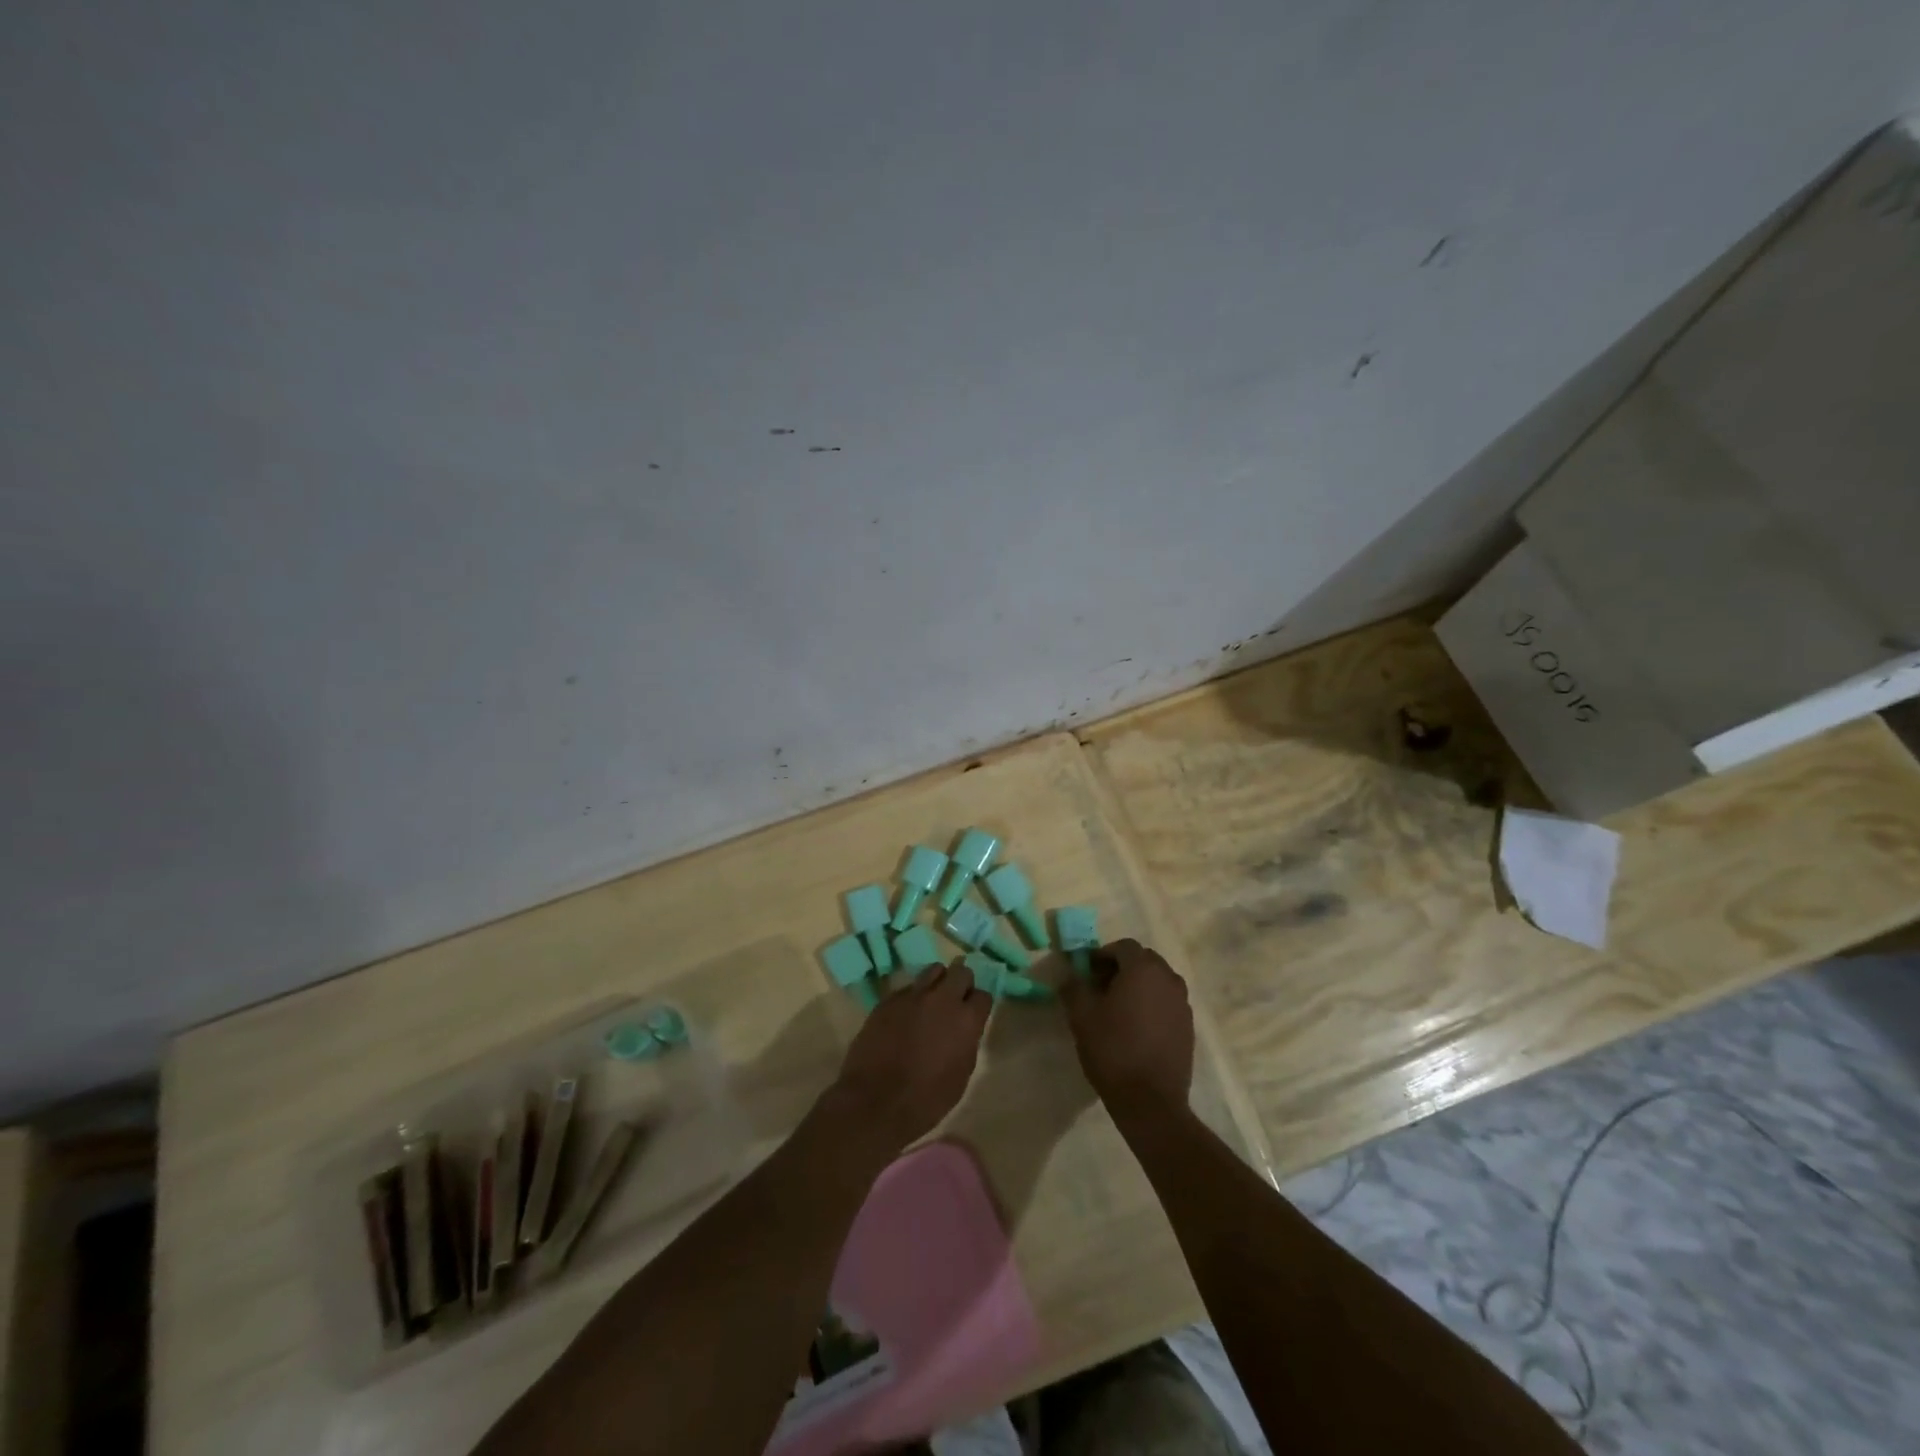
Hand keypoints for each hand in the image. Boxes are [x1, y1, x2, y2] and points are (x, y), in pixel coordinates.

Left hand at [824, 959, 992, 1150]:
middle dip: (961, 983)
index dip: (978, 1005)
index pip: (983, 995)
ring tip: (930, 1002)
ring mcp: (913, 995)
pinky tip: (905, 1016)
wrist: (875, 1101)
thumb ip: (967, 1043)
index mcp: (966, 1020)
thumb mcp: (960, 1076)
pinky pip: (908, 987)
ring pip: (933, 971)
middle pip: (961, 972)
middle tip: (954, 1002)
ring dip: (937, 983)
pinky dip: (912, 997)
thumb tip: (964, 1030)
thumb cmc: (926, 1099)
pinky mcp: (889, 999)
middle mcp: (942, 999)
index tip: (973, 1014)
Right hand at [1062, 939, 1193, 1118]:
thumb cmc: (1113, 1050)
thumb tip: (1070, 975)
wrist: (1150, 1101)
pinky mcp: (1188, 1026)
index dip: (1102, 955)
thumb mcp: (1081, 1016)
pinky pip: (1167, 1002)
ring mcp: (1182, 1003)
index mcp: (1143, 969)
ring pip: (1157, 981)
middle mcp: (1168, 978)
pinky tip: (1136, 1027)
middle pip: (1143, 960)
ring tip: (1118, 1008)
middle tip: (1100, 987)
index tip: (1086, 971)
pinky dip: (1152, 1004)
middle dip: (1121, 968)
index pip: (1123, 946)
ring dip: (1138, 985)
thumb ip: (1074, 987)